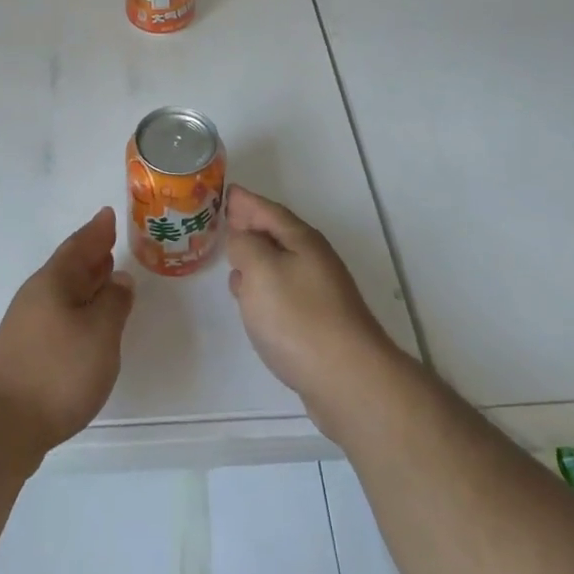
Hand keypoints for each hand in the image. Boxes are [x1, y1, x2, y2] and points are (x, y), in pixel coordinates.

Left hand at [0, 208, 134, 462]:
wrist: (2, 427)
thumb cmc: (58, 371)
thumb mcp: (100, 333)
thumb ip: (114, 302)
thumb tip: (119, 280)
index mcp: (54, 281)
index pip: (79, 246)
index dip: (96, 231)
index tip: (108, 214)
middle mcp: (37, 296)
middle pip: (68, 266)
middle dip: (90, 253)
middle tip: (109, 240)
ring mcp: (27, 325)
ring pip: (62, 291)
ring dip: (84, 281)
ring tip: (105, 277)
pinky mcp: (25, 353)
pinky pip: (58, 314)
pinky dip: (77, 307)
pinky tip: (86, 323)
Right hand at [225, 185, 399, 436]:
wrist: (348, 380)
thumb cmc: (298, 318)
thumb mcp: (261, 270)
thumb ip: (244, 245)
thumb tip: (242, 238)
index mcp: (302, 241)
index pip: (269, 211)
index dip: (247, 202)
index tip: (227, 192)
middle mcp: (315, 261)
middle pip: (277, 235)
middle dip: (251, 227)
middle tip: (226, 222)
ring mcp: (320, 294)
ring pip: (280, 265)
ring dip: (256, 259)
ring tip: (233, 261)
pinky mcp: (318, 324)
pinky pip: (284, 293)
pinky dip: (264, 288)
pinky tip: (252, 303)